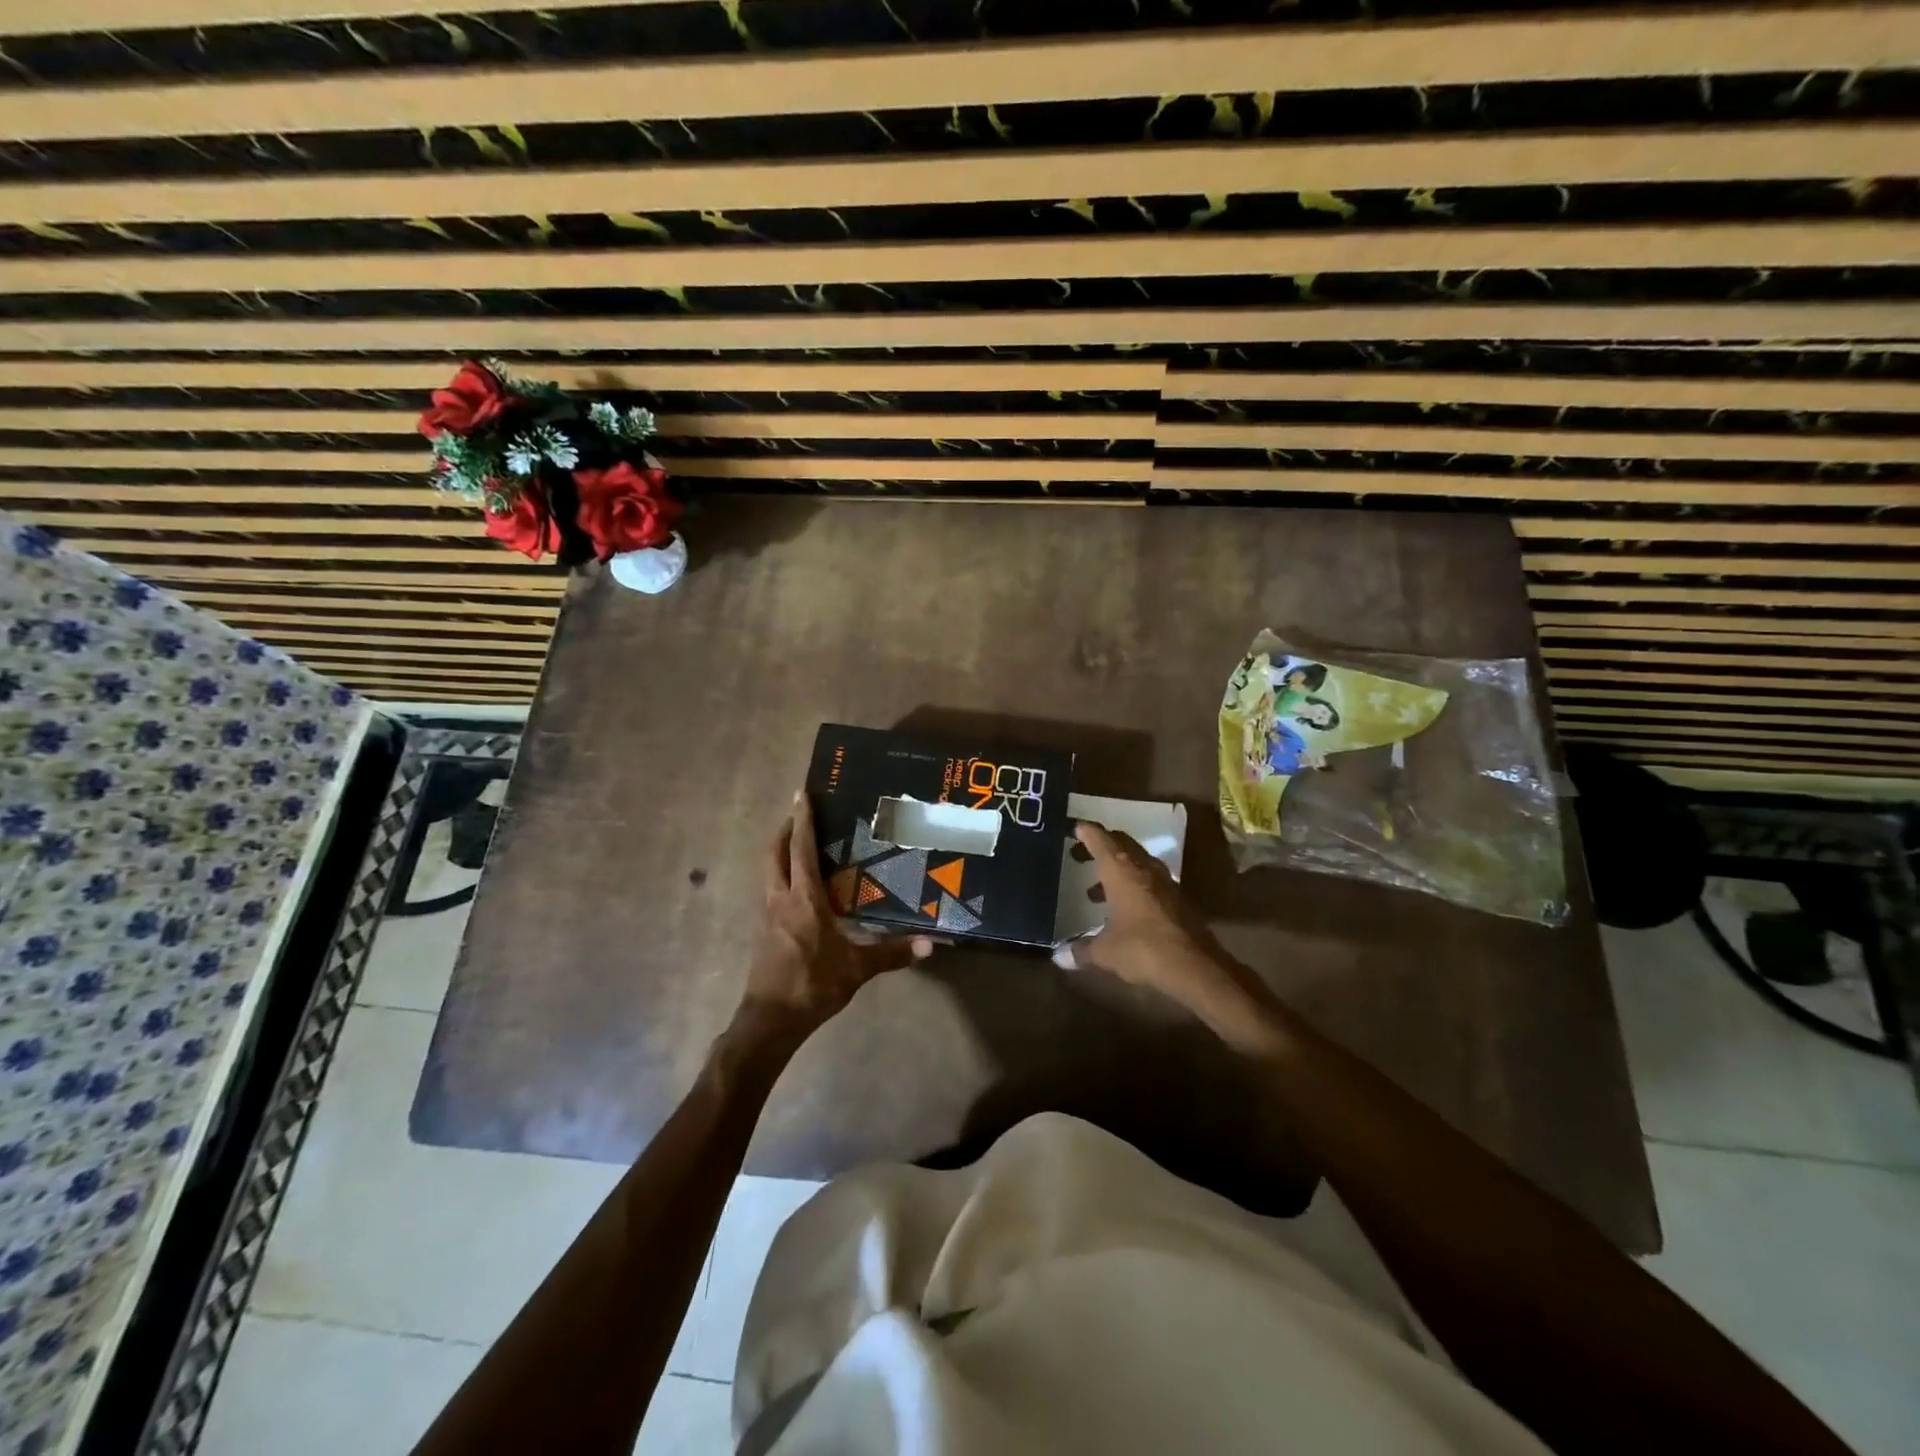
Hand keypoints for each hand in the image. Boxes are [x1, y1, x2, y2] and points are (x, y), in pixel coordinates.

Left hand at [735, 792, 930, 1048]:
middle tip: (799, 813)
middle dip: (784, 829)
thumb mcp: (857, 968)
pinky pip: (771, 890)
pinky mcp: (763, 931)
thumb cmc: (812, 984)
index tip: (802, 794)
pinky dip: (781, 875)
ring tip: (799, 843)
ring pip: (769, 871)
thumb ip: (892, 953)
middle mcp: (779, 899)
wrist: (770, 1020)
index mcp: (802, 899)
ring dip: (780, 852)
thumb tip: (930, 944)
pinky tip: (797, 887)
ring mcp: (766, 915)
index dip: (802, 820)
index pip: (801, 849)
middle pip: (774, 853)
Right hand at [1062, 823, 1275, 1042]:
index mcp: (1121, 870)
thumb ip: (1081, 951)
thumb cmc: (1142, 948)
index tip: (1074, 828)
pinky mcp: (1177, 899)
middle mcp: (1143, 868)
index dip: (1086, 831)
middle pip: (1120, 844)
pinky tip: (1122, 909)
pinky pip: (1148, 881)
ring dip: (1116, 869)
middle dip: (1100, 846)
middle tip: (1079, 854)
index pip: (1100, 839)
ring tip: (1095, 891)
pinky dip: (1131, 886)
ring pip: (1136, 863)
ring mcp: (1164, 882)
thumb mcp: (1105, 952)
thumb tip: (1058, 957)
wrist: (1195, 966)